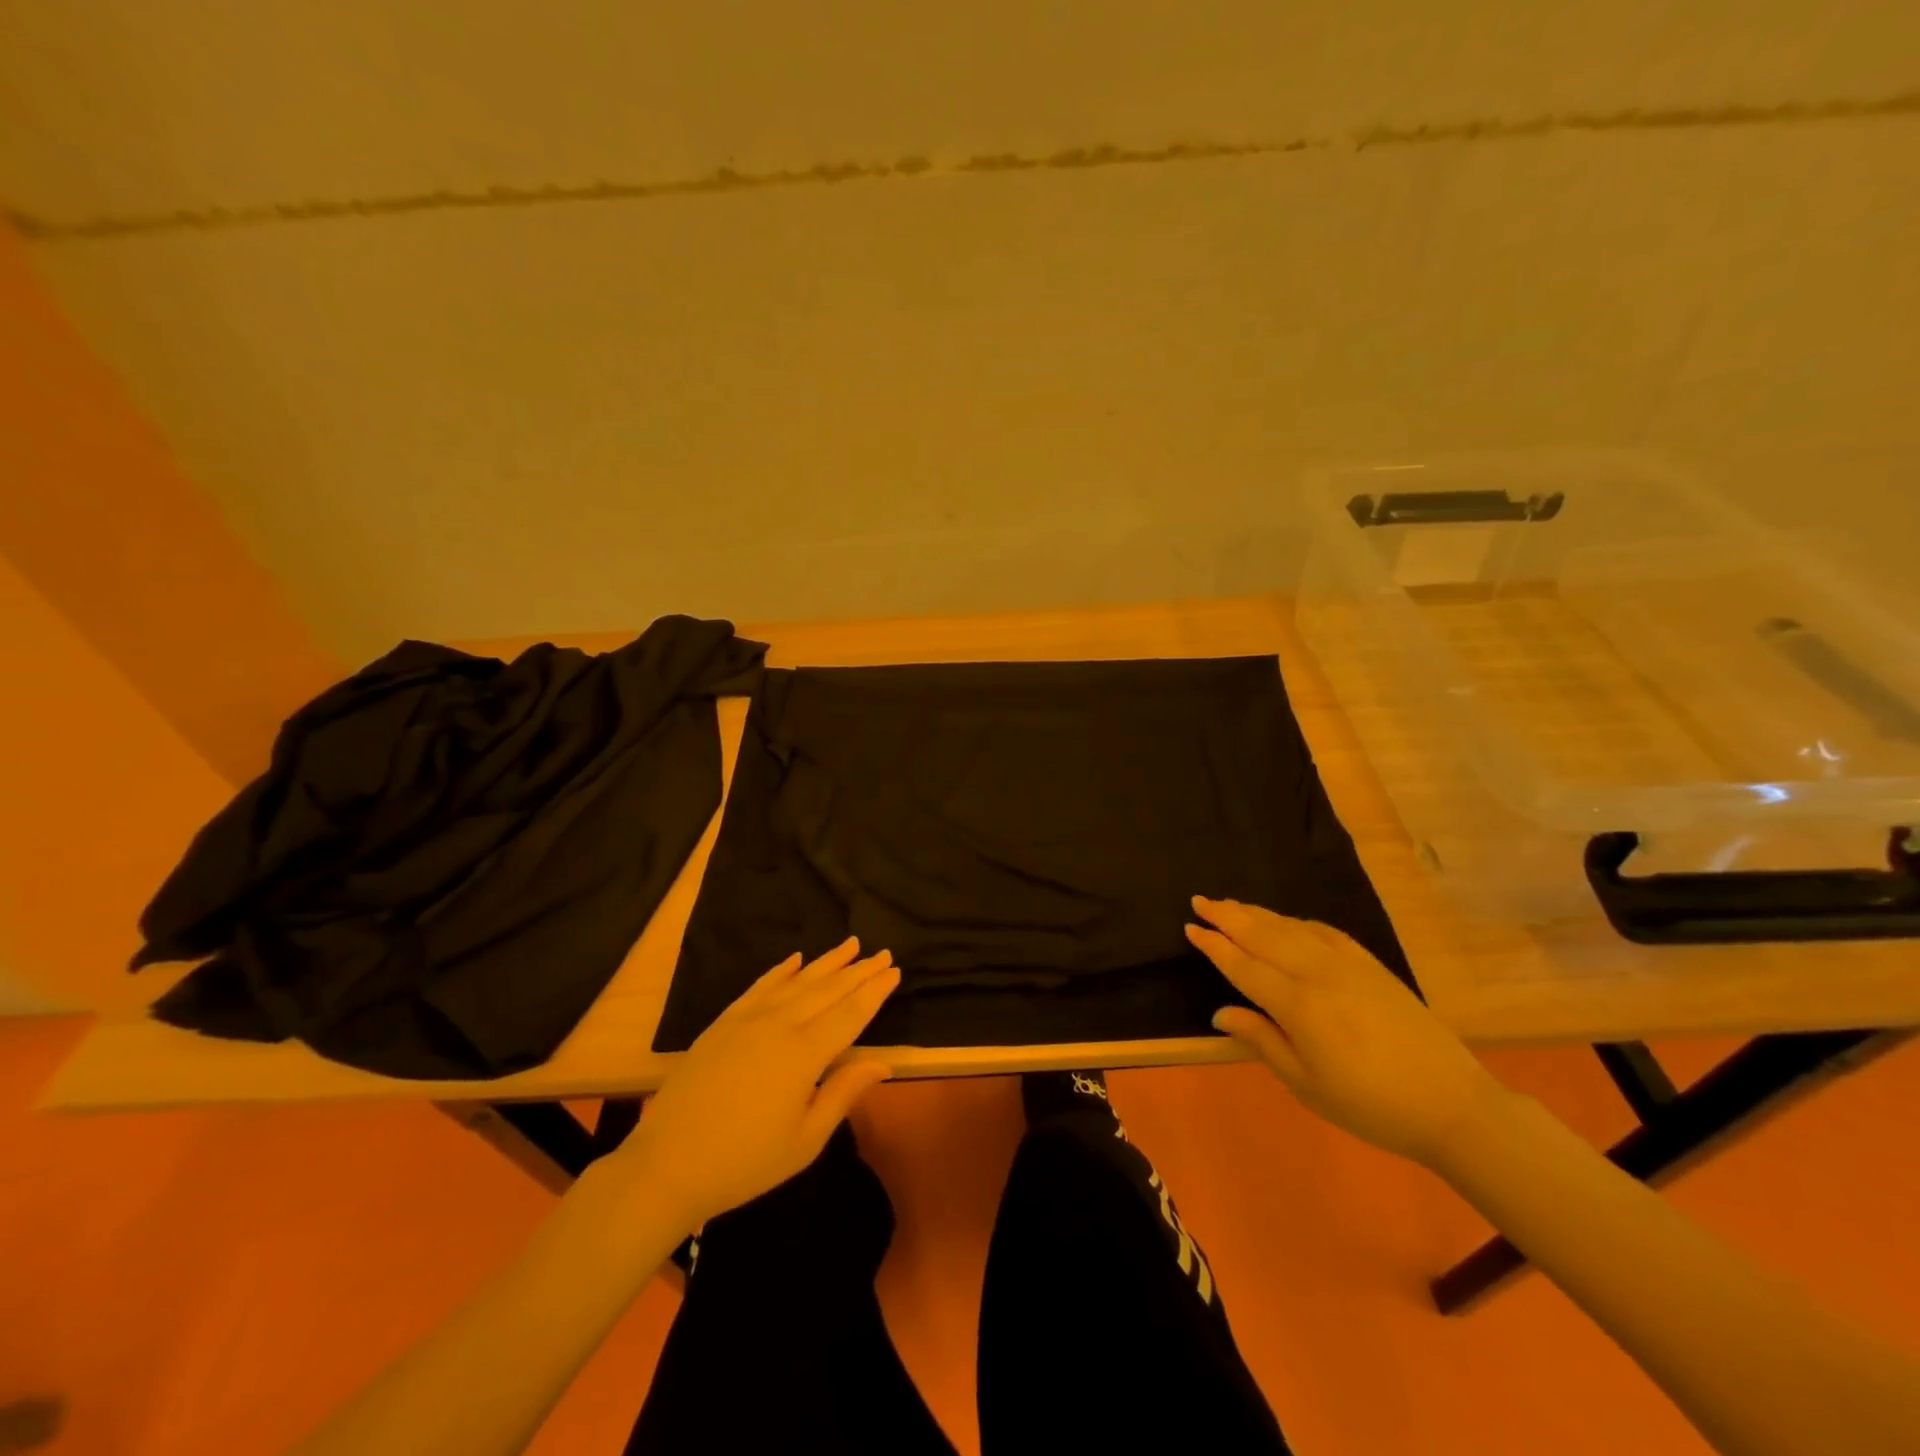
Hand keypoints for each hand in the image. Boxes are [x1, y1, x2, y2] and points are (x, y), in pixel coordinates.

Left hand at [616, 937, 898, 1229]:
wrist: (667, 1165)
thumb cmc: (744, 1162)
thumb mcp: (804, 1141)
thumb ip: (843, 1094)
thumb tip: (882, 1062)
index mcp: (805, 1055)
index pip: (850, 1014)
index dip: (874, 993)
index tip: (894, 971)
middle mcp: (780, 1025)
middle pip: (828, 991)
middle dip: (859, 971)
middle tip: (882, 953)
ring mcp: (748, 1019)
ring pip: (797, 981)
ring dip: (827, 962)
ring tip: (851, 945)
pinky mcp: (724, 1022)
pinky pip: (760, 986)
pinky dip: (781, 970)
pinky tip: (796, 959)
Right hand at [1186, 896, 1504, 1167]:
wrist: (1452, 1104)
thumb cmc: (1370, 1106)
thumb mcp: (1306, 1084)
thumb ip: (1262, 1040)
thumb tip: (1221, 1013)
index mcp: (1297, 1005)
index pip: (1243, 966)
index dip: (1214, 946)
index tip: (1190, 928)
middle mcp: (1317, 973)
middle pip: (1263, 935)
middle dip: (1228, 916)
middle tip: (1200, 900)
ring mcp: (1347, 964)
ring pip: (1291, 928)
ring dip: (1257, 914)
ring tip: (1231, 904)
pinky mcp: (1371, 966)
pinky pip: (1324, 932)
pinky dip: (1297, 922)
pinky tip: (1287, 922)